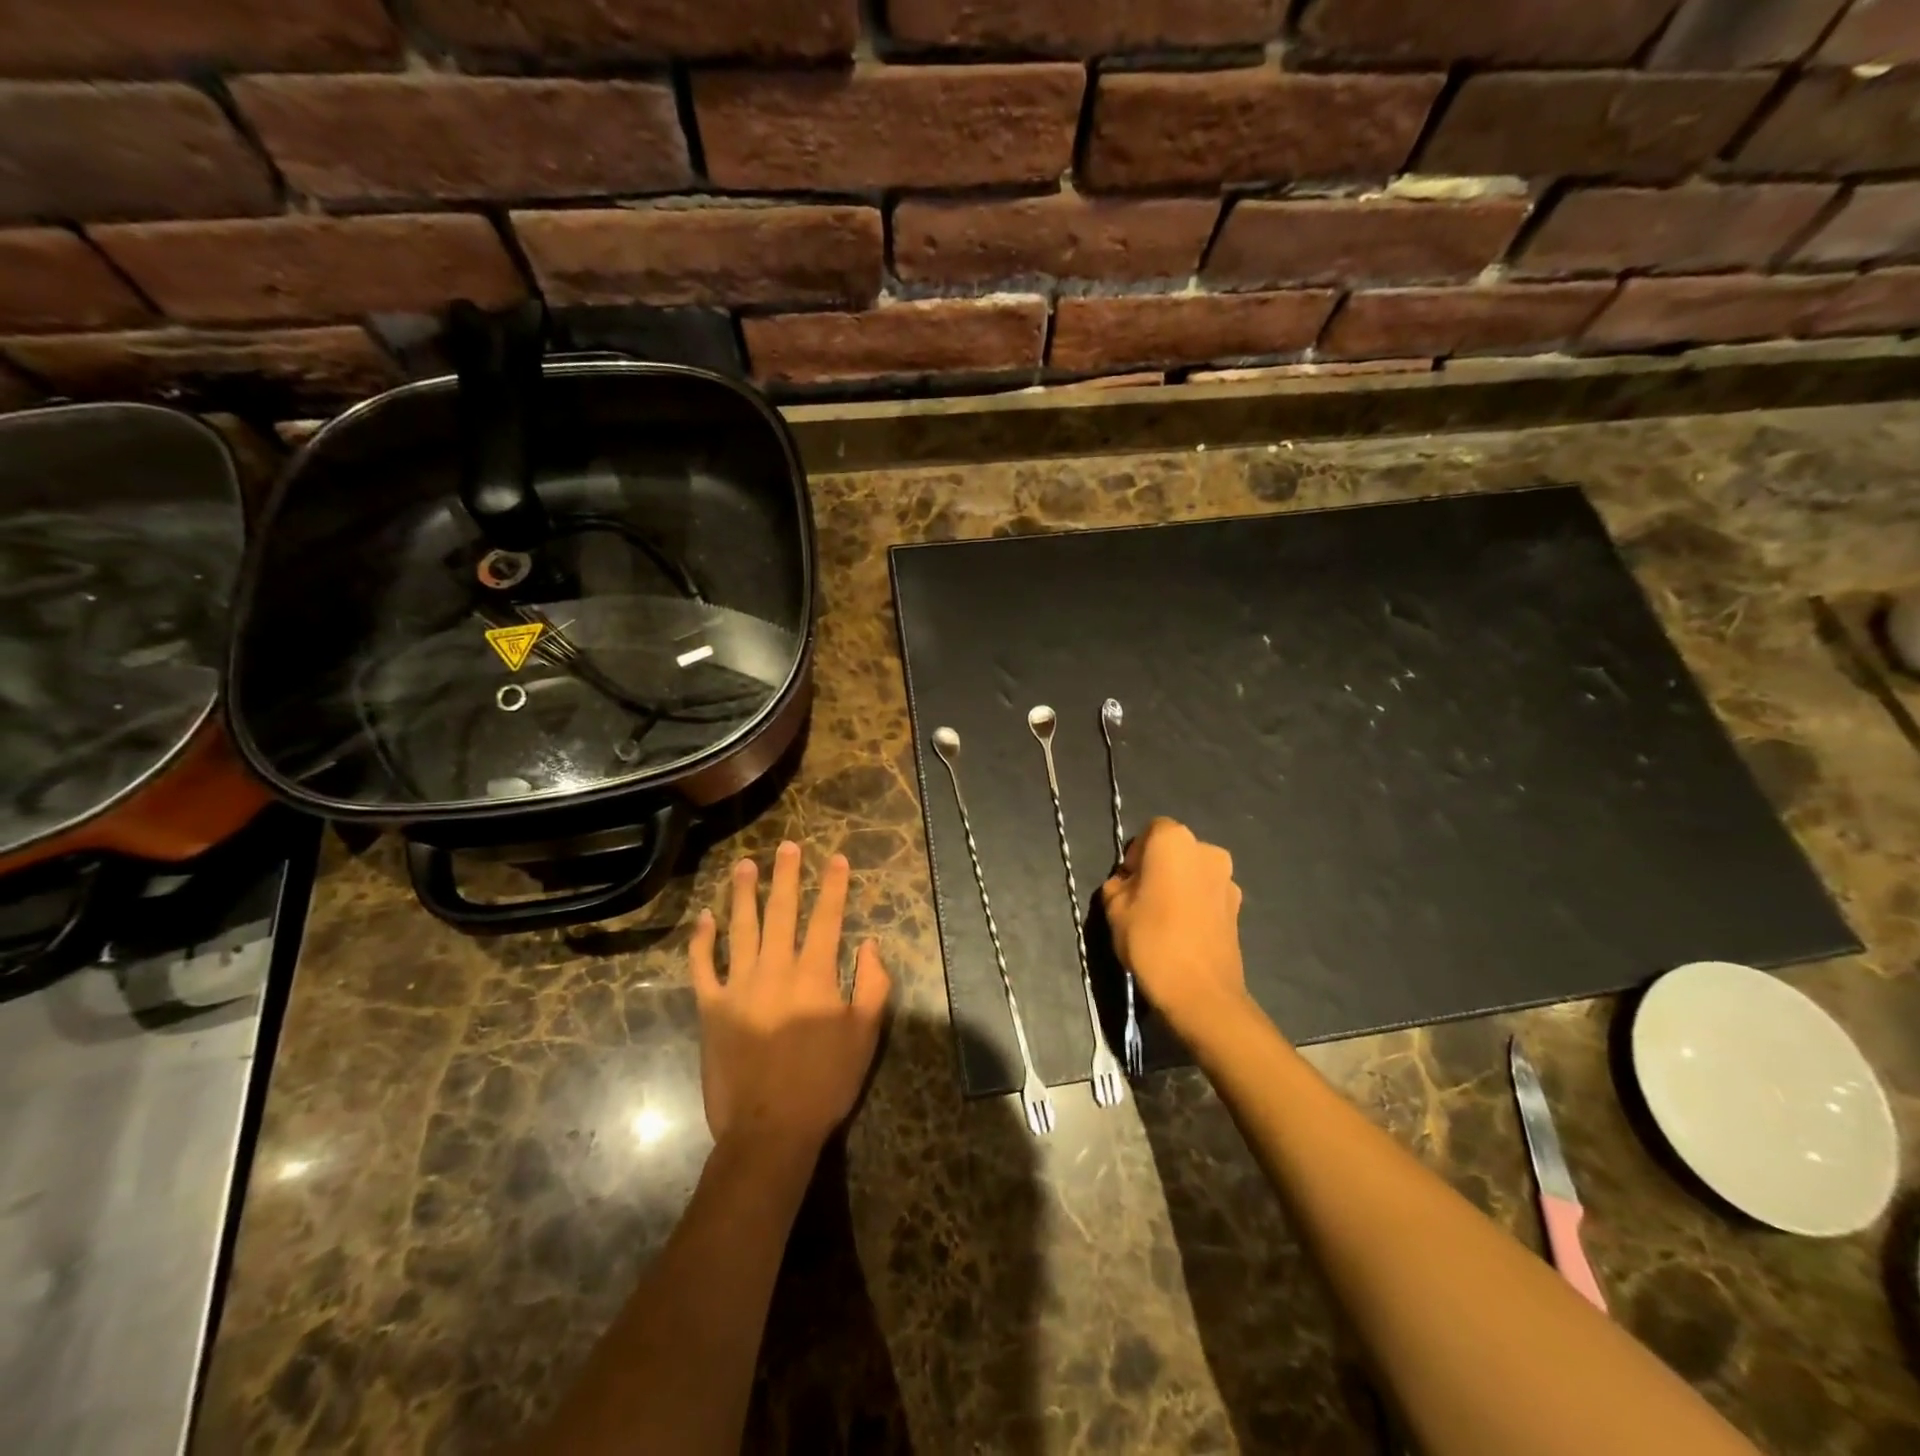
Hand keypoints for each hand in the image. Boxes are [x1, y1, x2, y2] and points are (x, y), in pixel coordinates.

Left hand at [690, 841, 891, 1153]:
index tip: (837, 858)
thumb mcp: (865, 1036)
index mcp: (815, 975)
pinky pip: (703, 967)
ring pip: (741, 928)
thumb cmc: (825, 1082)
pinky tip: (706, 918)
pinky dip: (703, 940)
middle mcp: (776, 969)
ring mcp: (739, 987)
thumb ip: (873, 986)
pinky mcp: (711, 1008)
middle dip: (787, 876)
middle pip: (782, 911)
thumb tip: (872, 945)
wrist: (770, 1130)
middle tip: (787, 846)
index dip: (833, 886)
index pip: (827, 918)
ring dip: (744, 894)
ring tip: (746, 865)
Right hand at [1101, 817, 1250, 1040]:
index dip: (1136, 854)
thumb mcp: (1114, 909)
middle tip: (1141, 899)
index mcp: (1174, 840)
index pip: (1151, 831)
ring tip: (1163, 919)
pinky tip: (1183, 932)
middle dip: (1159, 867)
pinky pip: (1208, 895)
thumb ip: (1118, 885)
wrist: (1200, 992)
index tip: (1127, 882)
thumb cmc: (1150, 940)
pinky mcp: (1239, 907)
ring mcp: (1228, 879)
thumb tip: (1128, 883)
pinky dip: (1195, 904)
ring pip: (1194, 873)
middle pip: (1176, 850)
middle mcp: (1207, 850)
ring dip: (1179, 886)